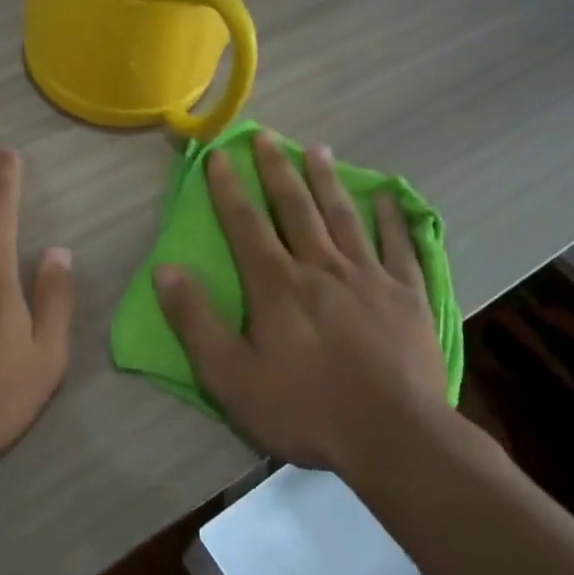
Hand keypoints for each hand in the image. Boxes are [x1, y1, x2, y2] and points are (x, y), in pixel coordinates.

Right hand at [153, 130, 450, 470]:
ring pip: (344, 217)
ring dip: (328, 181)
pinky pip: (400, 247)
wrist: (394, 438)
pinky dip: (393, 219)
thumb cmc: (305, 409)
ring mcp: (370, 278)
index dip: (229, 189)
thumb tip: (166, 270)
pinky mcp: (407, 297)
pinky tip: (389, 198)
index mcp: (277, 285)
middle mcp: (321, 267)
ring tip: (318, 149)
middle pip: (296, 208)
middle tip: (268, 136)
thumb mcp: (230, 376)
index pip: (246, 224)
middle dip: (278, 170)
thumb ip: (196, 321)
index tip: (219, 156)